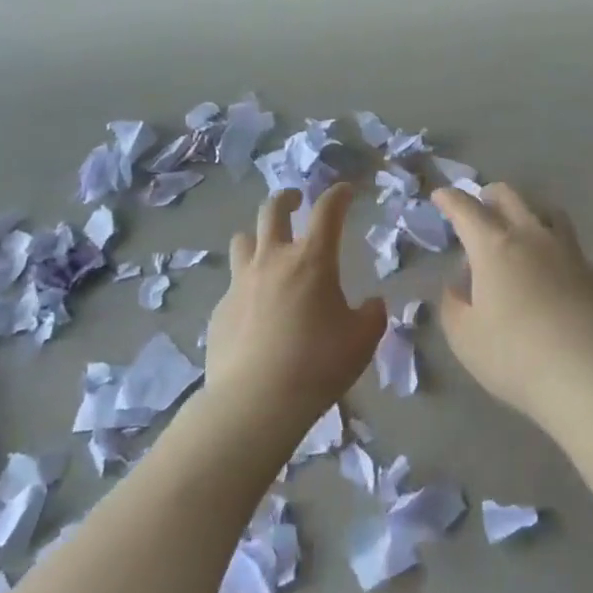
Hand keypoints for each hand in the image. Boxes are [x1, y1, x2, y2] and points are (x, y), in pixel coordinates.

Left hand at [206, 185, 385, 434]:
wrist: (255, 401)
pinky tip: (255, 309)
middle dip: (287, 198)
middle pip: (272, 209)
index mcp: (312, 259)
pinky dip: (246, 285)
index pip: (327, 210)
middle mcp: (273, 259)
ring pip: (243, 239)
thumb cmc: (317, 364)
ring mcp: (240, 282)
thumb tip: (372, 303)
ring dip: (257, 236)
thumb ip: (372, 315)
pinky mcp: (220, 309)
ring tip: (267, 248)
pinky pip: (233, 284)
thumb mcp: (362, 341)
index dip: (338, 194)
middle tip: (296, 201)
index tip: (346, 191)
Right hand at [434, 183, 592, 429]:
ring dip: (530, 215)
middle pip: (510, 198)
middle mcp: (534, 238)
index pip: (466, 209)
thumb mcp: (464, 337)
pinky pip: (576, 254)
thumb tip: (460, 286)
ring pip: (550, 215)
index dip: (450, 199)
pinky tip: (559, 282)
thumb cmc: (516, 357)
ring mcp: (572, 254)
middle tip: (481, 207)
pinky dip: (560, 258)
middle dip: (490, 196)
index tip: (440, 195)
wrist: (591, 381)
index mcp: (495, 247)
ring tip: (523, 233)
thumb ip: (453, 304)